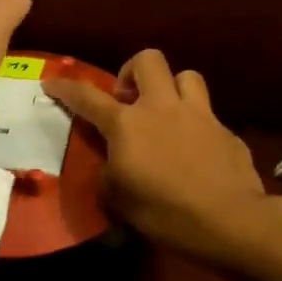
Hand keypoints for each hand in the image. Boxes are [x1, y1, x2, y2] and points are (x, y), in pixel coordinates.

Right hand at [45, 50, 279, 268]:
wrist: (230, 221)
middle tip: (129, 100)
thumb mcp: (120, 200)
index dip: (65, 87)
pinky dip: (197, 124)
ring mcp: (199, 114)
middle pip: (148, 60)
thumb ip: (109, 174)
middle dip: (133, 72)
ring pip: (186, 75)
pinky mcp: (226, 130)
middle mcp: (162, 108)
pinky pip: (208, 114)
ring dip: (172, 89)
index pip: (87, 97)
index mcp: (127, 125)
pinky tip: (197, 150)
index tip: (51, 81)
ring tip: (167, 114)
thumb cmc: (165, 212)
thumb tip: (112, 165)